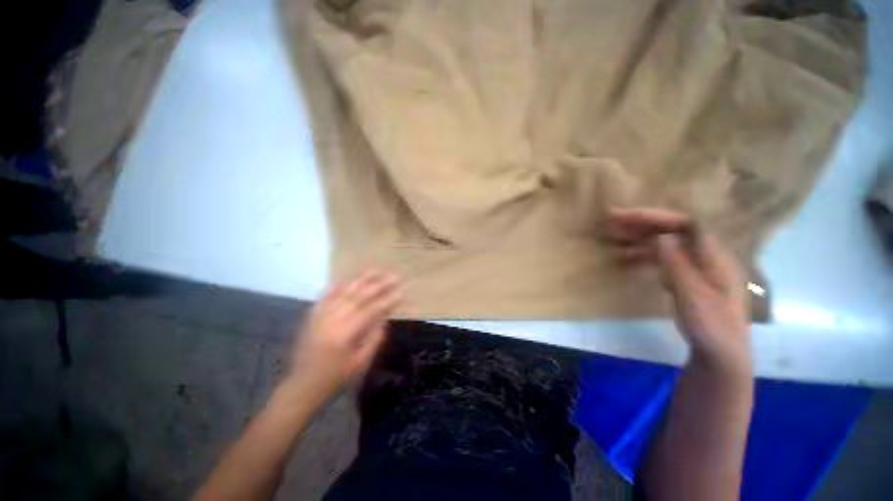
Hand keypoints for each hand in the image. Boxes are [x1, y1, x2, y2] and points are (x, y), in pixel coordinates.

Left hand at [288, 269, 402, 401]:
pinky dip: (339, 286)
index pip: (371, 310)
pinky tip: (350, 280)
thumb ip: (374, 338)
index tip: (401, 292)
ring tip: (376, 270)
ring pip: (344, 291)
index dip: (387, 300)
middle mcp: (332, 320)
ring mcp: (320, 315)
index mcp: (345, 334)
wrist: (301, 386)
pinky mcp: (312, 315)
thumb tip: (384, 317)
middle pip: (358, 296)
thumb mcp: (360, 362)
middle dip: (378, 285)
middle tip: (394, 277)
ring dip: (361, 280)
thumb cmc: (335, 378)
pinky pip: (327, 295)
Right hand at [606, 208, 751, 375]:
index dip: (654, 217)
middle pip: (673, 229)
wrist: (721, 354)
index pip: (685, 224)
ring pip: (666, 242)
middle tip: (611, 220)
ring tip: (613, 237)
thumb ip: (678, 265)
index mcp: (714, 256)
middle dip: (642, 223)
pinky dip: (643, 254)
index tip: (624, 217)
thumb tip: (661, 237)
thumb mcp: (693, 297)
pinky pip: (663, 257)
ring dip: (639, 237)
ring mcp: (697, 265)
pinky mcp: (687, 276)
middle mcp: (706, 255)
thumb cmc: (711, 327)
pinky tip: (627, 257)